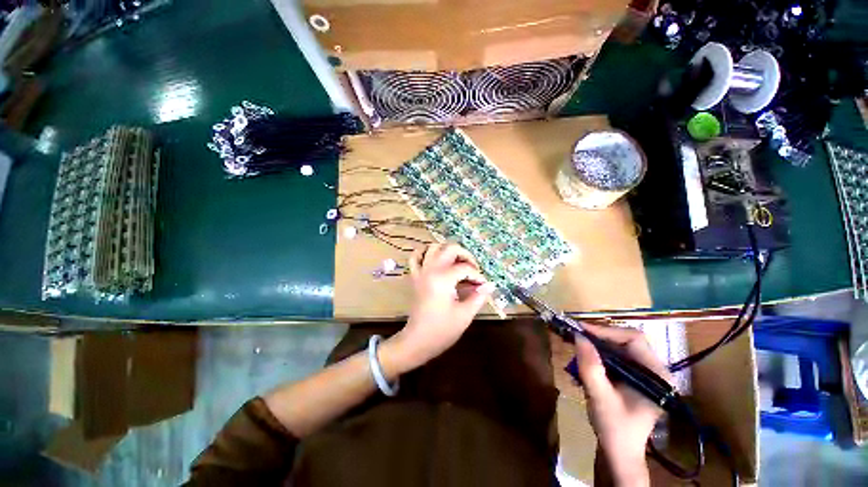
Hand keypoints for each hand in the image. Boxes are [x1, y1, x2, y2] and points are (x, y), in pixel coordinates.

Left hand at [388, 244, 493, 371]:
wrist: (417, 341)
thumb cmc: (442, 330)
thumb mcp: (464, 315)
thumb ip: (478, 296)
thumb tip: (489, 284)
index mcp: (443, 279)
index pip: (465, 268)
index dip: (478, 276)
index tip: (483, 286)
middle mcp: (431, 270)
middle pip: (450, 248)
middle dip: (465, 255)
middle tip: (473, 269)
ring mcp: (421, 272)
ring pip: (433, 247)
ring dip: (447, 251)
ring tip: (457, 263)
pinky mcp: (415, 277)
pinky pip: (416, 257)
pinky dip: (425, 253)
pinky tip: (435, 260)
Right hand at [574, 324, 670, 486]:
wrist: (619, 452)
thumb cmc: (614, 428)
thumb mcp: (599, 397)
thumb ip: (590, 367)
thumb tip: (578, 336)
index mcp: (656, 375)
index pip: (634, 339)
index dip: (607, 331)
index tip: (581, 331)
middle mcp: (655, 370)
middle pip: (626, 340)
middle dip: (600, 337)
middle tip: (577, 336)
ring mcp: (645, 373)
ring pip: (619, 347)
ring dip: (597, 345)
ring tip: (578, 347)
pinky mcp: (634, 377)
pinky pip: (616, 357)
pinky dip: (598, 355)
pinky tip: (585, 361)